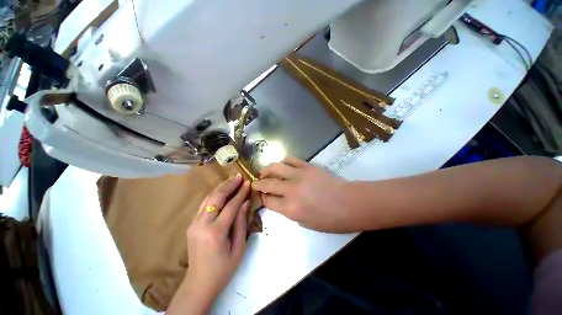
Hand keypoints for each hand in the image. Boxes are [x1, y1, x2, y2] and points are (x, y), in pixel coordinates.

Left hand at [168, 174, 249, 313]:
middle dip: (229, 185)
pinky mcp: (191, 224)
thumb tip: (245, 202)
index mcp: (215, 232)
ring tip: (231, 179)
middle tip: (239, 176)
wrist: (199, 284)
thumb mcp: (239, 247)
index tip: (248, 182)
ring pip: (208, 198)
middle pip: (216, 198)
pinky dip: (214, 194)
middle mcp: (202, 225)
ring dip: (220, 187)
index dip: (240, 193)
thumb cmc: (223, 269)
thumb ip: (241, 222)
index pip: (230, 206)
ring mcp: (194, 224)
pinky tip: (221, 190)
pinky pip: (203, 204)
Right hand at [253, 157, 350, 231]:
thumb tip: (278, 201)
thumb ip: (288, 211)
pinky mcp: (307, 166)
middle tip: (256, 183)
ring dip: (267, 169)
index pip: (268, 201)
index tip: (261, 196)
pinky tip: (282, 165)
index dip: (262, 198)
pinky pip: (290, 160)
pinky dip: (283, 162)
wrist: (349, 203)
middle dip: (258, 183)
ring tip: (265, 171)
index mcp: (290, 208)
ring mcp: (298, 175)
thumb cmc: (329, 219)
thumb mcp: (305, 223)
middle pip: (267, 183)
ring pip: (275, 167)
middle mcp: (291, 190)